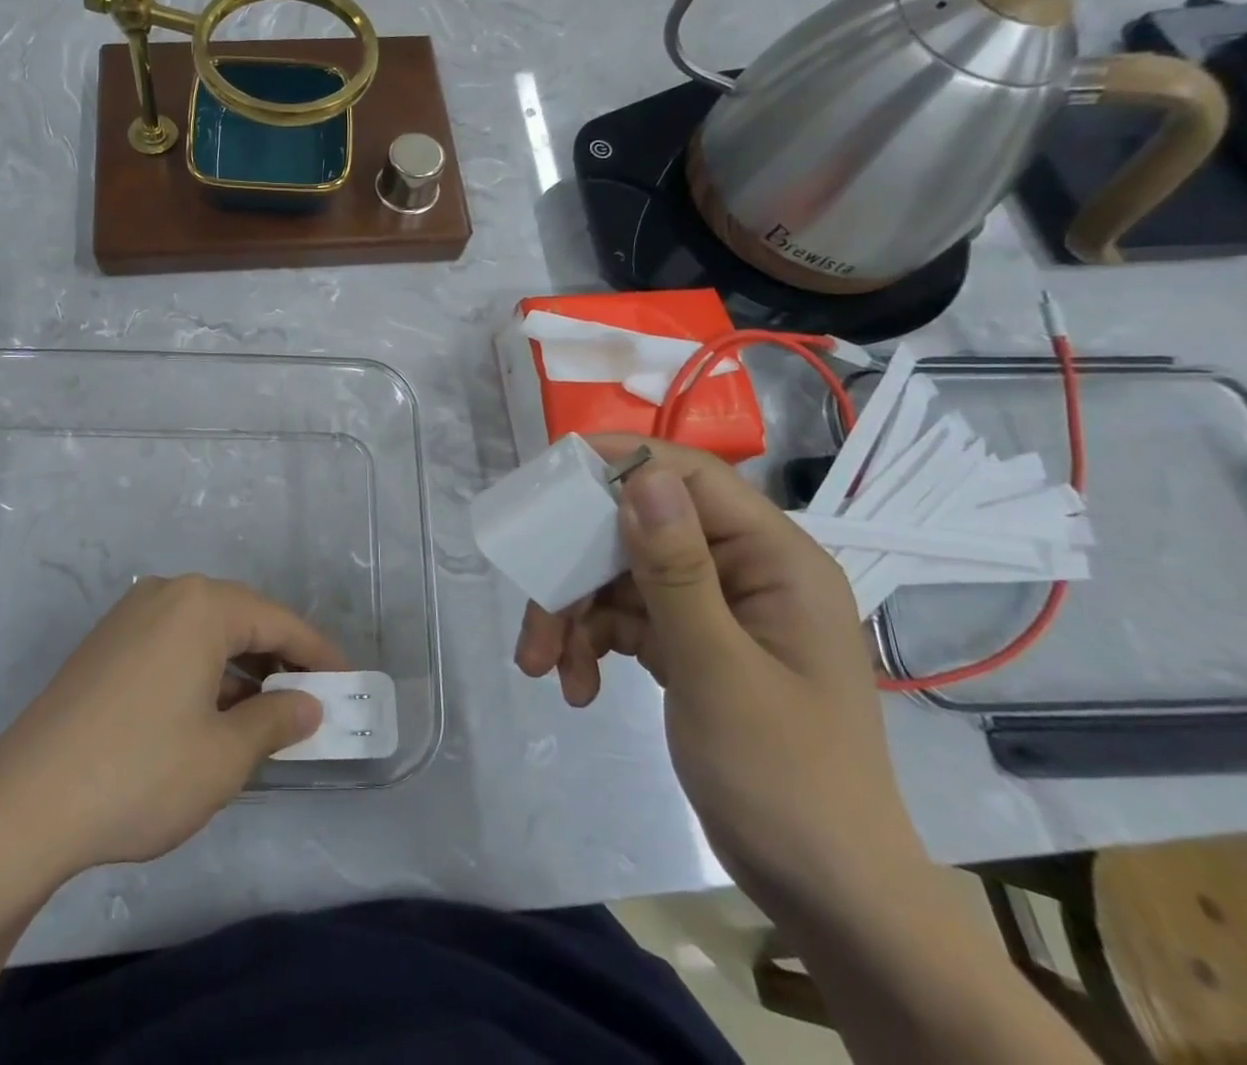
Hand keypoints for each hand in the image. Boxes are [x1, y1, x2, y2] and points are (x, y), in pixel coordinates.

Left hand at [0, 574, 346, 880]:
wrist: (24, 804)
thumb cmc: (140, 773)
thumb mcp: (224, 756)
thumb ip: (276, 721)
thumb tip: (308, 704)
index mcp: (201, 605)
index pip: (278, 621)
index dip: (318, 654)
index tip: (348, 683)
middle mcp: (166, 594)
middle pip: (241, 620)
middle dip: (279, 660)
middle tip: (310, 701)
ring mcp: (129, 616)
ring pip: (204, 633)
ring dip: (239, 669)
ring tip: (263, 715)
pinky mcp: (105, 644)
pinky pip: (172, 644)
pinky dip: (202, 672)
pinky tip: (209, 714)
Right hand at [514, 435, 926, 922]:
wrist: (825, 894)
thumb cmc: (785, 779)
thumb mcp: (718, 670)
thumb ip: (676, 570)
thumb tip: (642, 477)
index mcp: (773, 560)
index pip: (691, 479)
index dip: (622, 464)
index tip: (553, 477)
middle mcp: (744, 571)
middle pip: (638, 532)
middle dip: (578, 570)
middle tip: (533, 606)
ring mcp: (715, 609)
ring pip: (621, 578)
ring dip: (575, 615)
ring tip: (541, 665)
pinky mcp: (692, 644)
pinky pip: (625, 619)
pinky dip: (592, 644)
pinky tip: (575, 686)